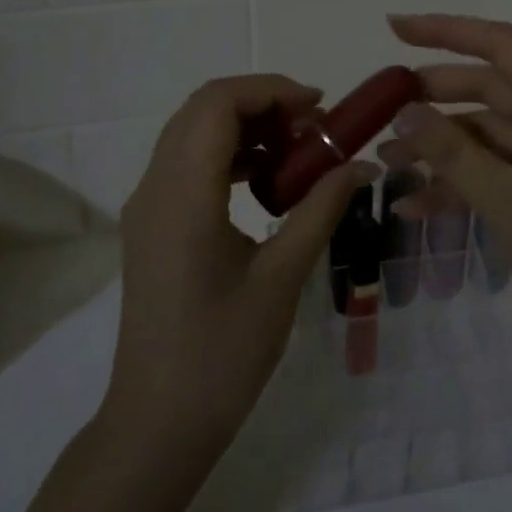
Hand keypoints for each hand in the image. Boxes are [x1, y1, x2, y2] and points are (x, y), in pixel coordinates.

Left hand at [110, 75, 376, 448]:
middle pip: (202, 109)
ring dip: (245, 127)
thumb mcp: (283, 276)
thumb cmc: (224, 353)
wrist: (159, 421)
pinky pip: (187, 163)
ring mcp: (147, 207)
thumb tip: (364, 163)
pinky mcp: (151, 225)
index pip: (218, 105)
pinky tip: (267, 183)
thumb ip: (322, 208)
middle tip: (314, 128)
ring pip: (192, 133)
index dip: (271, 90)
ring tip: (297, 153)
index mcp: (183, 196)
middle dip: (261, 104)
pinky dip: (228, 154)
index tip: (320, 107)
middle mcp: (154, 188)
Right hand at [381, 15, 511, 387]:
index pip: (503, 46)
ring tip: (386, 161)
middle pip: (489, 89)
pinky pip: (492, 175)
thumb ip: (456, 155)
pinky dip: (456, 186)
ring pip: (485, 136)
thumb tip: (404, 110)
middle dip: (435, 96)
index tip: (395, 29)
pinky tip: (413, 207)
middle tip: (380, 106)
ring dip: (438, 147)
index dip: (448, 31)